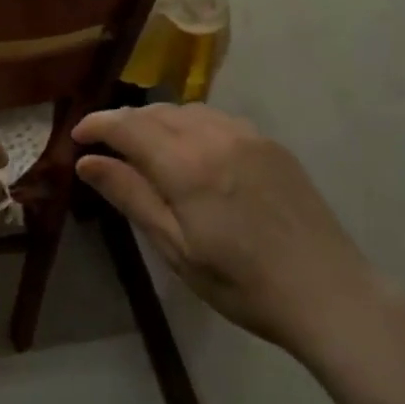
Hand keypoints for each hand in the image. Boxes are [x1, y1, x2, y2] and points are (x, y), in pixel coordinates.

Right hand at [73, 104, 375, 351]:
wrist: (327, 292)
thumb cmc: (242, 283)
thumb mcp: (176, 248)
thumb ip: (131, 196)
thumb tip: (87, 161)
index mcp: (187, 165)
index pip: (129, 126)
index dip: (98, 124)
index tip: (77, 136)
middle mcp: (216, 136)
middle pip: (158, 112)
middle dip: (126, 122)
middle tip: (106, 146)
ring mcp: (249, 136)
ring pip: (190, 111)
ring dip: (159, 120)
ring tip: (145, 147)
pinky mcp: (272, 144)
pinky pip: (220, 119)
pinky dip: (193, 125)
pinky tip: (193, 151)